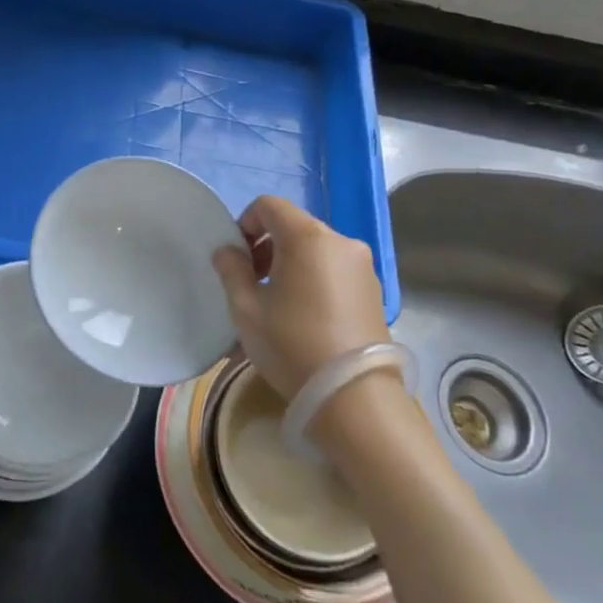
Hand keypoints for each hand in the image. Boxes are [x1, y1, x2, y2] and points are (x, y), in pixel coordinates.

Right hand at [211, 196, 390, 401]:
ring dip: (290, 263)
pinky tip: (304, 316)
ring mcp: (362, 266)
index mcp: (308, 237)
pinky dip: (313, 279)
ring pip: (315, 249)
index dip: (245, 223)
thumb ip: (231, 270)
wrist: (353, 396)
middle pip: (294, 226)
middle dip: (267, 246)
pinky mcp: (374, 291)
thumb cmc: (292, 344)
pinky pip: (334, 270)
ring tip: (277, 303)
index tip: (237, 257)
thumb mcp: (246, 308)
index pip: (269, 205)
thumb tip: (227, 251)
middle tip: (252, 282)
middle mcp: (340, 242)